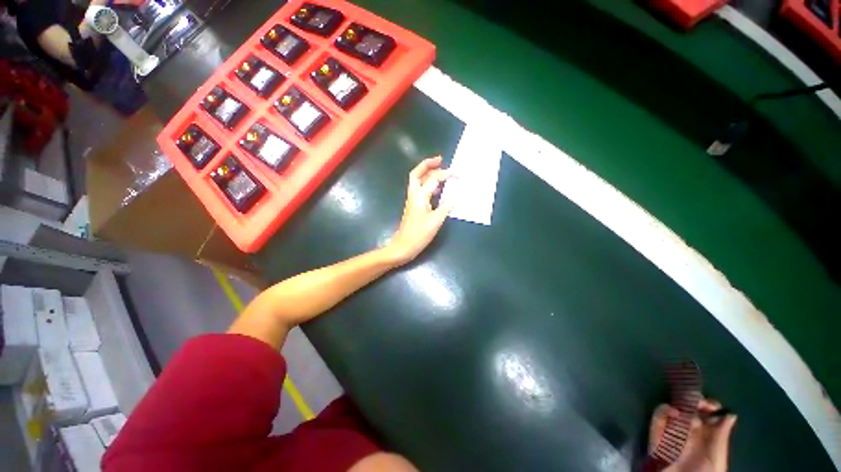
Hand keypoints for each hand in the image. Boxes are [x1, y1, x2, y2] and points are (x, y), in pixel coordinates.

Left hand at [385, 156, 450, 264]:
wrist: (403, 246)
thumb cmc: (419, 234)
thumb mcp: (436, 221)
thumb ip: (446, 207)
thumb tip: (454, 197)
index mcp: (419, 196)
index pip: (433, 179)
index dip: (446, 174)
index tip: (458, 174)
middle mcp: (414, 195)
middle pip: (417, 173)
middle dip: (428, 164)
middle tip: (440, 160)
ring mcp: (412, 200)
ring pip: (418, 181)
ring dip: (427, 173)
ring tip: (441, 171)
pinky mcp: (414, 206)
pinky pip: (420, 190)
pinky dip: (428, 184)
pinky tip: (437, 189)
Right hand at [649, 399, 737, 471]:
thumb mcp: (717, 458)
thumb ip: (721, 438)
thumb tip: (730, 413)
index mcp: (707, 436)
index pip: (708, 414)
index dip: (710, 406)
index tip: (713, 406)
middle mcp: (690, 430)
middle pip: (690, 408)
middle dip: (693, 400)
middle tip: (697, 402)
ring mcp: (672, 429)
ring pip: (674, 408)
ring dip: (680, 404)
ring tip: (686, 409)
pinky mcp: (657, 431)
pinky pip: (658, 415)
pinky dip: (664, 410)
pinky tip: (672, 412)